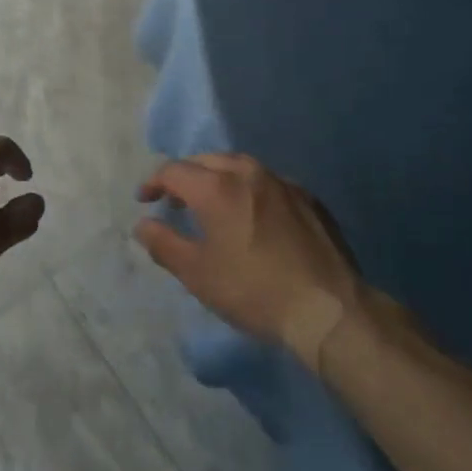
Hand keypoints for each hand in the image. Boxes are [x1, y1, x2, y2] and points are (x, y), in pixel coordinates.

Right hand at [135, 153, 363, 360]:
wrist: (329, 308)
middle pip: (206, 162)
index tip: (145, 200)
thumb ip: (164, 244)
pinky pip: (268, 183)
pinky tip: (253, 217)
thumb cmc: (254, 290)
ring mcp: (282, 182)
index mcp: (217, 186)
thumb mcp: (198, 274)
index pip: (174, 170)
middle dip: (186, 177)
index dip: (154, 182)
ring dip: (218, 179)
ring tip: (212, 204)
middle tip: (176, 201)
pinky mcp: (308, 198)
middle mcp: (248, 172)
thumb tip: (143, 224)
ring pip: (239, 167)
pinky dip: (250, 191)